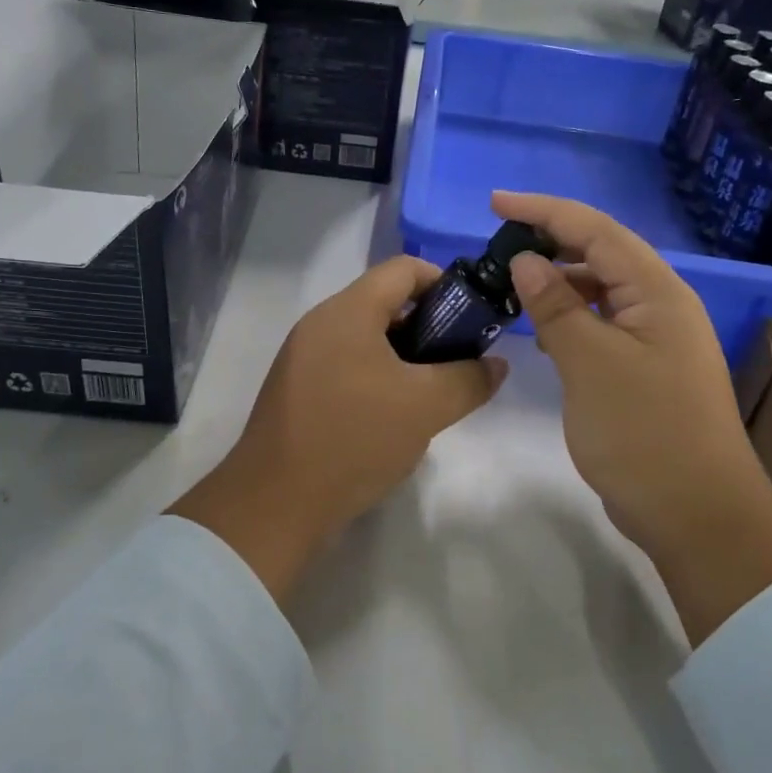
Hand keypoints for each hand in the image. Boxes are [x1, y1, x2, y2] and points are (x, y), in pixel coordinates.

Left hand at [170, 256, 506, 603]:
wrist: (276, 503)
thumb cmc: (354, 439)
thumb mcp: (426, 407)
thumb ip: (469, 379)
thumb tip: (495, 365)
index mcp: (347, 311)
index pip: (404, 269)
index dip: (445, 283)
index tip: (473, 318)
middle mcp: (319, 324)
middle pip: (384, 303)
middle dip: (429, 326)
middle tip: (458, 362)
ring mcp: (302, 358)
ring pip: (366, 339)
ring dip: (404, 357)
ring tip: (431, 393)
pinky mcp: (296, 391)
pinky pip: (346, 367)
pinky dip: (377, 378)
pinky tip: (394, 416)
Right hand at [492, 192, 771, 643]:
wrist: (696, 512)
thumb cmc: (643, 431)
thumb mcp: (590, 363)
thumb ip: (556, 306)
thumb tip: (527, 260)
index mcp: (656, 292)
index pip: (595, 231)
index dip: (544, 211)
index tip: (494, 203)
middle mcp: (660, 305)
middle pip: (601, 254)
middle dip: (550, 242)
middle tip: (496, 247)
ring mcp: (655, 340)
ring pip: (600, 292)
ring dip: (558, 282)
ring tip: (511, 286)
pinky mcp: (644, 371)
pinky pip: (601, 326)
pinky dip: (569, 318)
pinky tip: (541, 329)